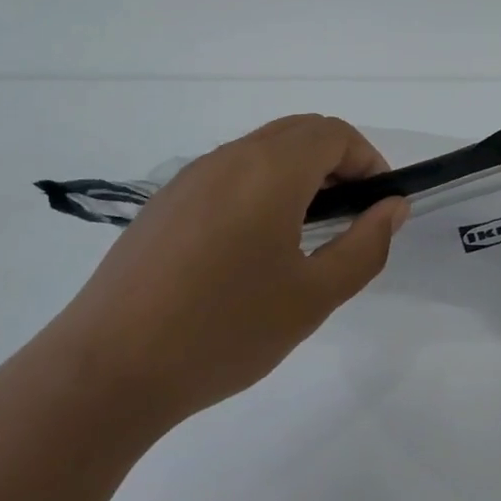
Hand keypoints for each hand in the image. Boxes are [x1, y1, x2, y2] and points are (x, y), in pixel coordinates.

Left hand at [59, 114, 408, 426]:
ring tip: (305, 233)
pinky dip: (259, 186)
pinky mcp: (164, 202)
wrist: (109, 368)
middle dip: (336, 162)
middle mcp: (229, 158)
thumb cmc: (224, 330)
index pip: (334, 133)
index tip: (378, 205)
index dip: (368, 160)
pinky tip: (251, 247)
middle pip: (298, 132)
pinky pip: (227, 173)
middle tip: (350, 217)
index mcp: (269, 170)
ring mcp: (190, 177)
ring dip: (297, 173)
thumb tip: (390, 208)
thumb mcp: (312, 297)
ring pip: (260, 150)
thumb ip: (364, 246)